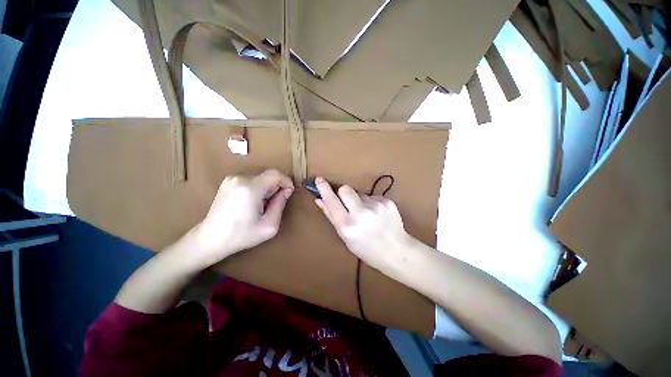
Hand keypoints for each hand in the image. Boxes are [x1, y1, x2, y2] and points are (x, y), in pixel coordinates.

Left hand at [190, 169, 293, 266]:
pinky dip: (257, 188)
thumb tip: (287, 190)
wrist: (210, 239)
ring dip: (266, 188)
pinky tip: (251, 202)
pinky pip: (251, 180)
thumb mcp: (269, 225)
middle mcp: (240, 178)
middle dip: (276, 187)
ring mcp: (232, 178)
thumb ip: (281, 204)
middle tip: (273, 204)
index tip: (289, 193)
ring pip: (260, 177)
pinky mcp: (228, 181)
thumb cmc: (241, 236)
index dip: (286, 181)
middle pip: (268, 175)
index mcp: (250, 189)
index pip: (275, 174)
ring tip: (261, 205)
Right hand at [313, 177, 413, 272]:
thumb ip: (331, 216)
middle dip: (343, 193)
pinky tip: (377, 215)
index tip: (319, 180)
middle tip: (348, 203)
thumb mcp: (345, 237)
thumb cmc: (366, 249)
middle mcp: (360, 213)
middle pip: (345, 189)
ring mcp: (375, 206)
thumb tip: (319, 199)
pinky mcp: (387, 201)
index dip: (324, 189)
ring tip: (368, 215)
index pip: (331, 202)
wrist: (397, 252)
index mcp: (347, 226)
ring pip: (360, 193)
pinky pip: (372, 196)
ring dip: (359, 201)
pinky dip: (371, 203)